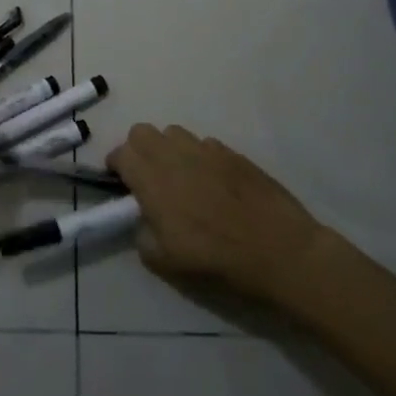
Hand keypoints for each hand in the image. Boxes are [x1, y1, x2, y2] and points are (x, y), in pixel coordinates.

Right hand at [107, 125, 329, 302]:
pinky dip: (199, 156)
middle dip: (138, 150)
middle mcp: (175, 157)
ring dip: (168, 149)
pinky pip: (204, 143)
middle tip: (147, 178)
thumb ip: (143, 235)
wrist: (280, 251)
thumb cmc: (218, 260)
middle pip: (142, 132)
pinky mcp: (233, 153)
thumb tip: (144, 220)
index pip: (121, 153)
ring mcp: (206, 150)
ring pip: (173, 132)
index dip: (116, 166)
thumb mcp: (166, 263)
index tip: (121, 184)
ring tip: (179, 176)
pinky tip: (212, 181)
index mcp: (154, 181)